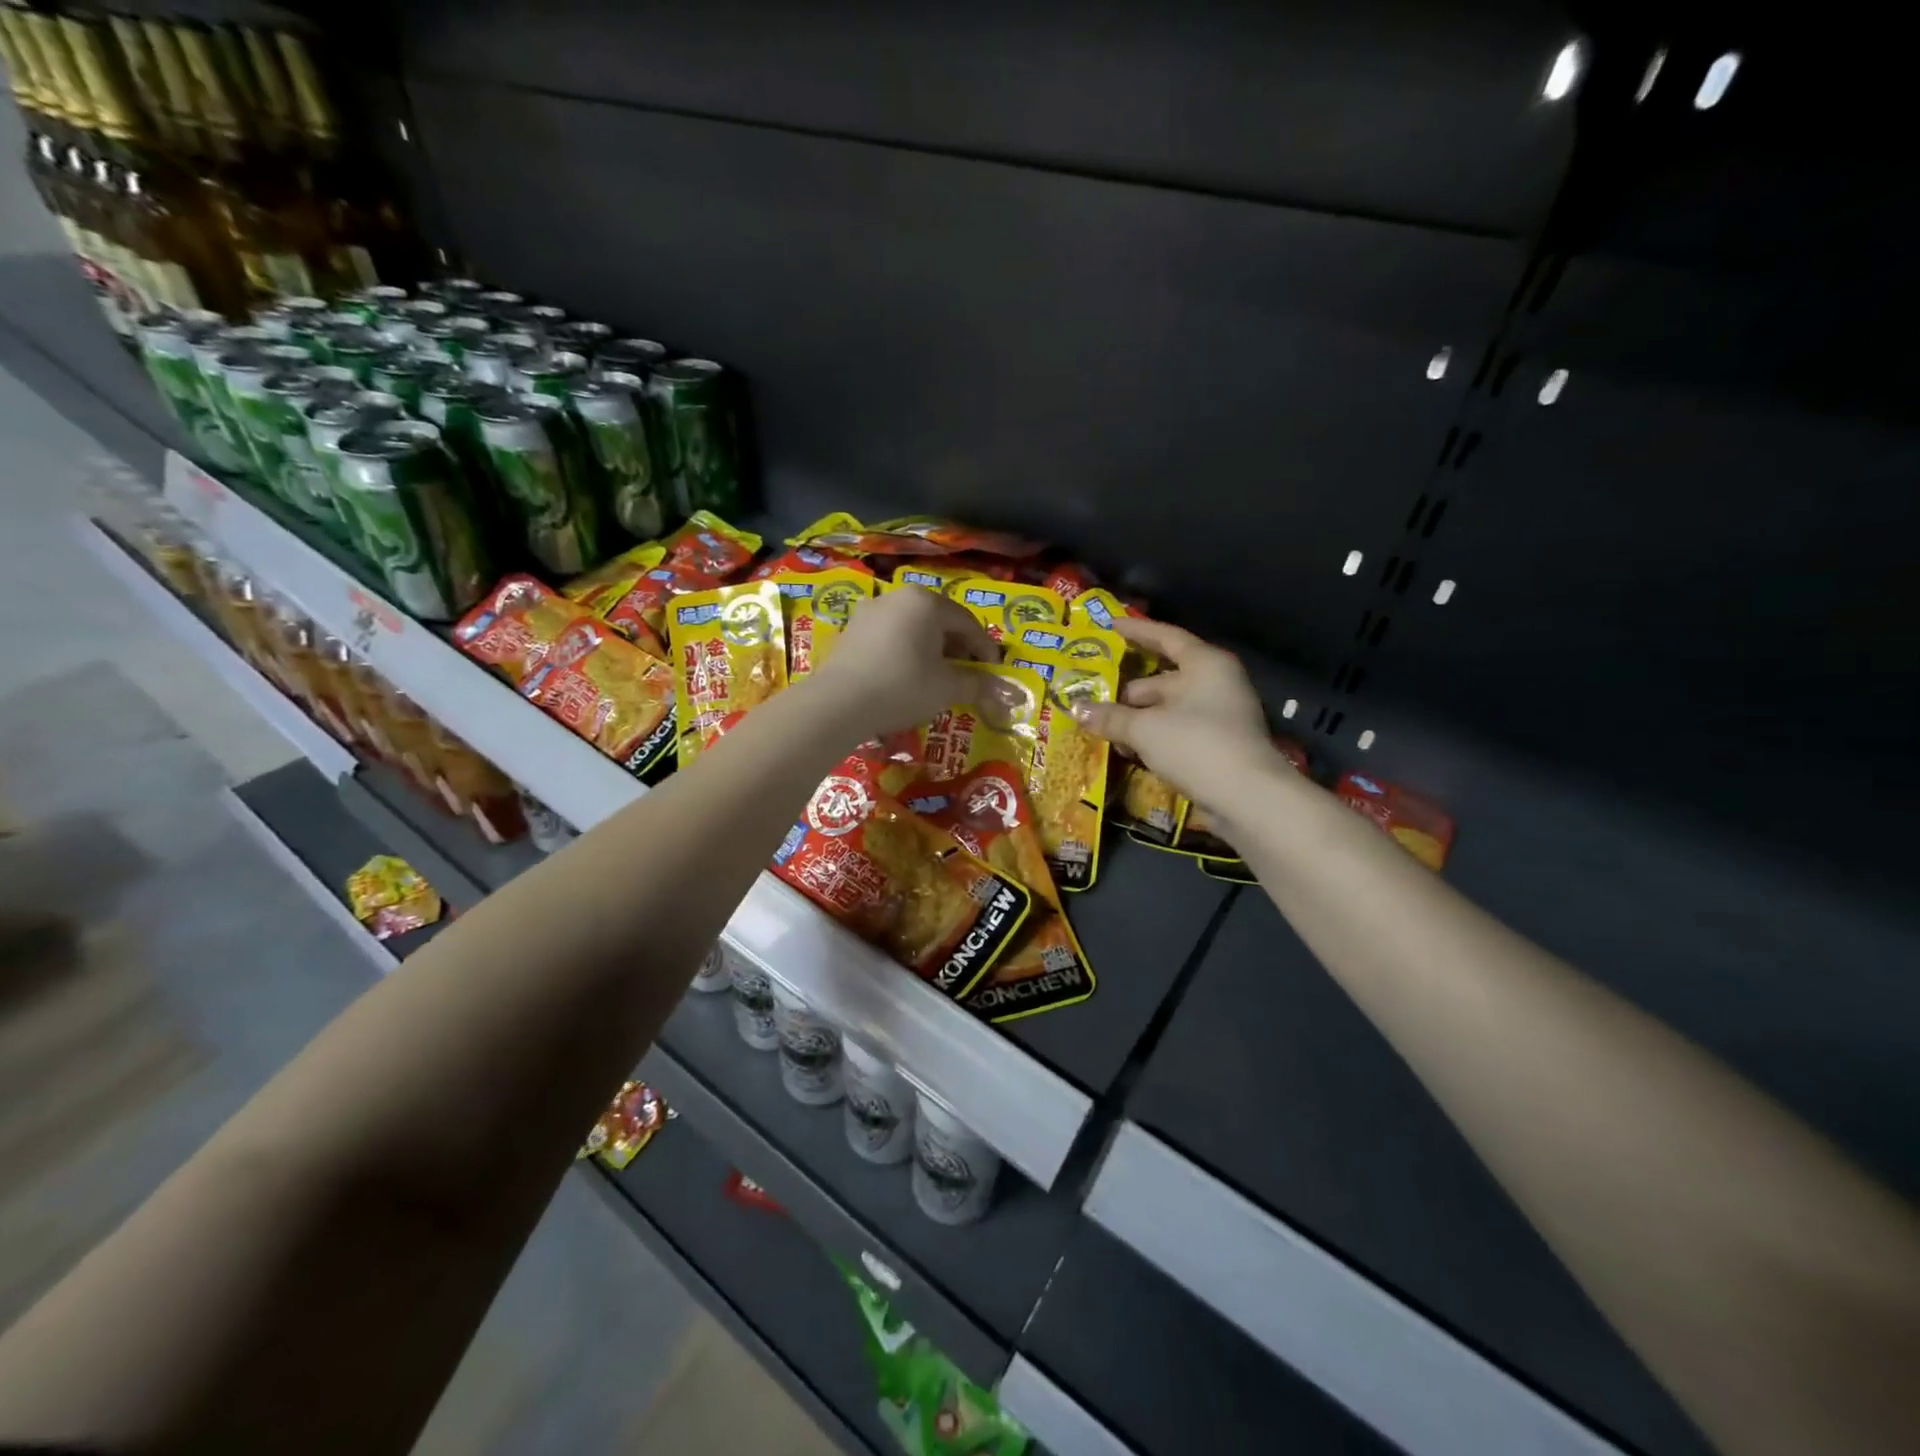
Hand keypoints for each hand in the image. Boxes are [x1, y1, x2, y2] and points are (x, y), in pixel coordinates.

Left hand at [805, 585, 998, 741]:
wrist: (839, 703)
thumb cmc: (903, 687)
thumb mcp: (947, 688)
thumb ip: (977, 684)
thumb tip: (1003, 692)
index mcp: (926, 602)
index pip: (967, 623)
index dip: (985, 649)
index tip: (994, 673)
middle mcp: (898, 596)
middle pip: (939, 621)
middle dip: (957, 648)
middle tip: (967, 674)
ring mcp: (870, 611)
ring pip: (913, 628)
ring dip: (931, 650)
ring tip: (938, 677)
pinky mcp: (851, 631)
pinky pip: (890, 637)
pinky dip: (906, 652)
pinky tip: (907, 676)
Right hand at [1072, 617, 1279, 811]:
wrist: (1246, 798)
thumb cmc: (1195, 745)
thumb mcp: (1144, 728)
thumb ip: (1110, 716)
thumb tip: (1076, 709)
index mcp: (1205, 664)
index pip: (1166, 637)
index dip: (1137, 631)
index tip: (1110, 626)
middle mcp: (1215, 683)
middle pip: (1163, 678)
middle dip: (1127, 690)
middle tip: (1092, 695)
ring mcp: (1219, 716)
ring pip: (1167, 708)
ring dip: (1136, 718)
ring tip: (1101, 727)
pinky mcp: (1217, 745)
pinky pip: (1176, 731)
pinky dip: (1152, 737)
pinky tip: (1126, 749)